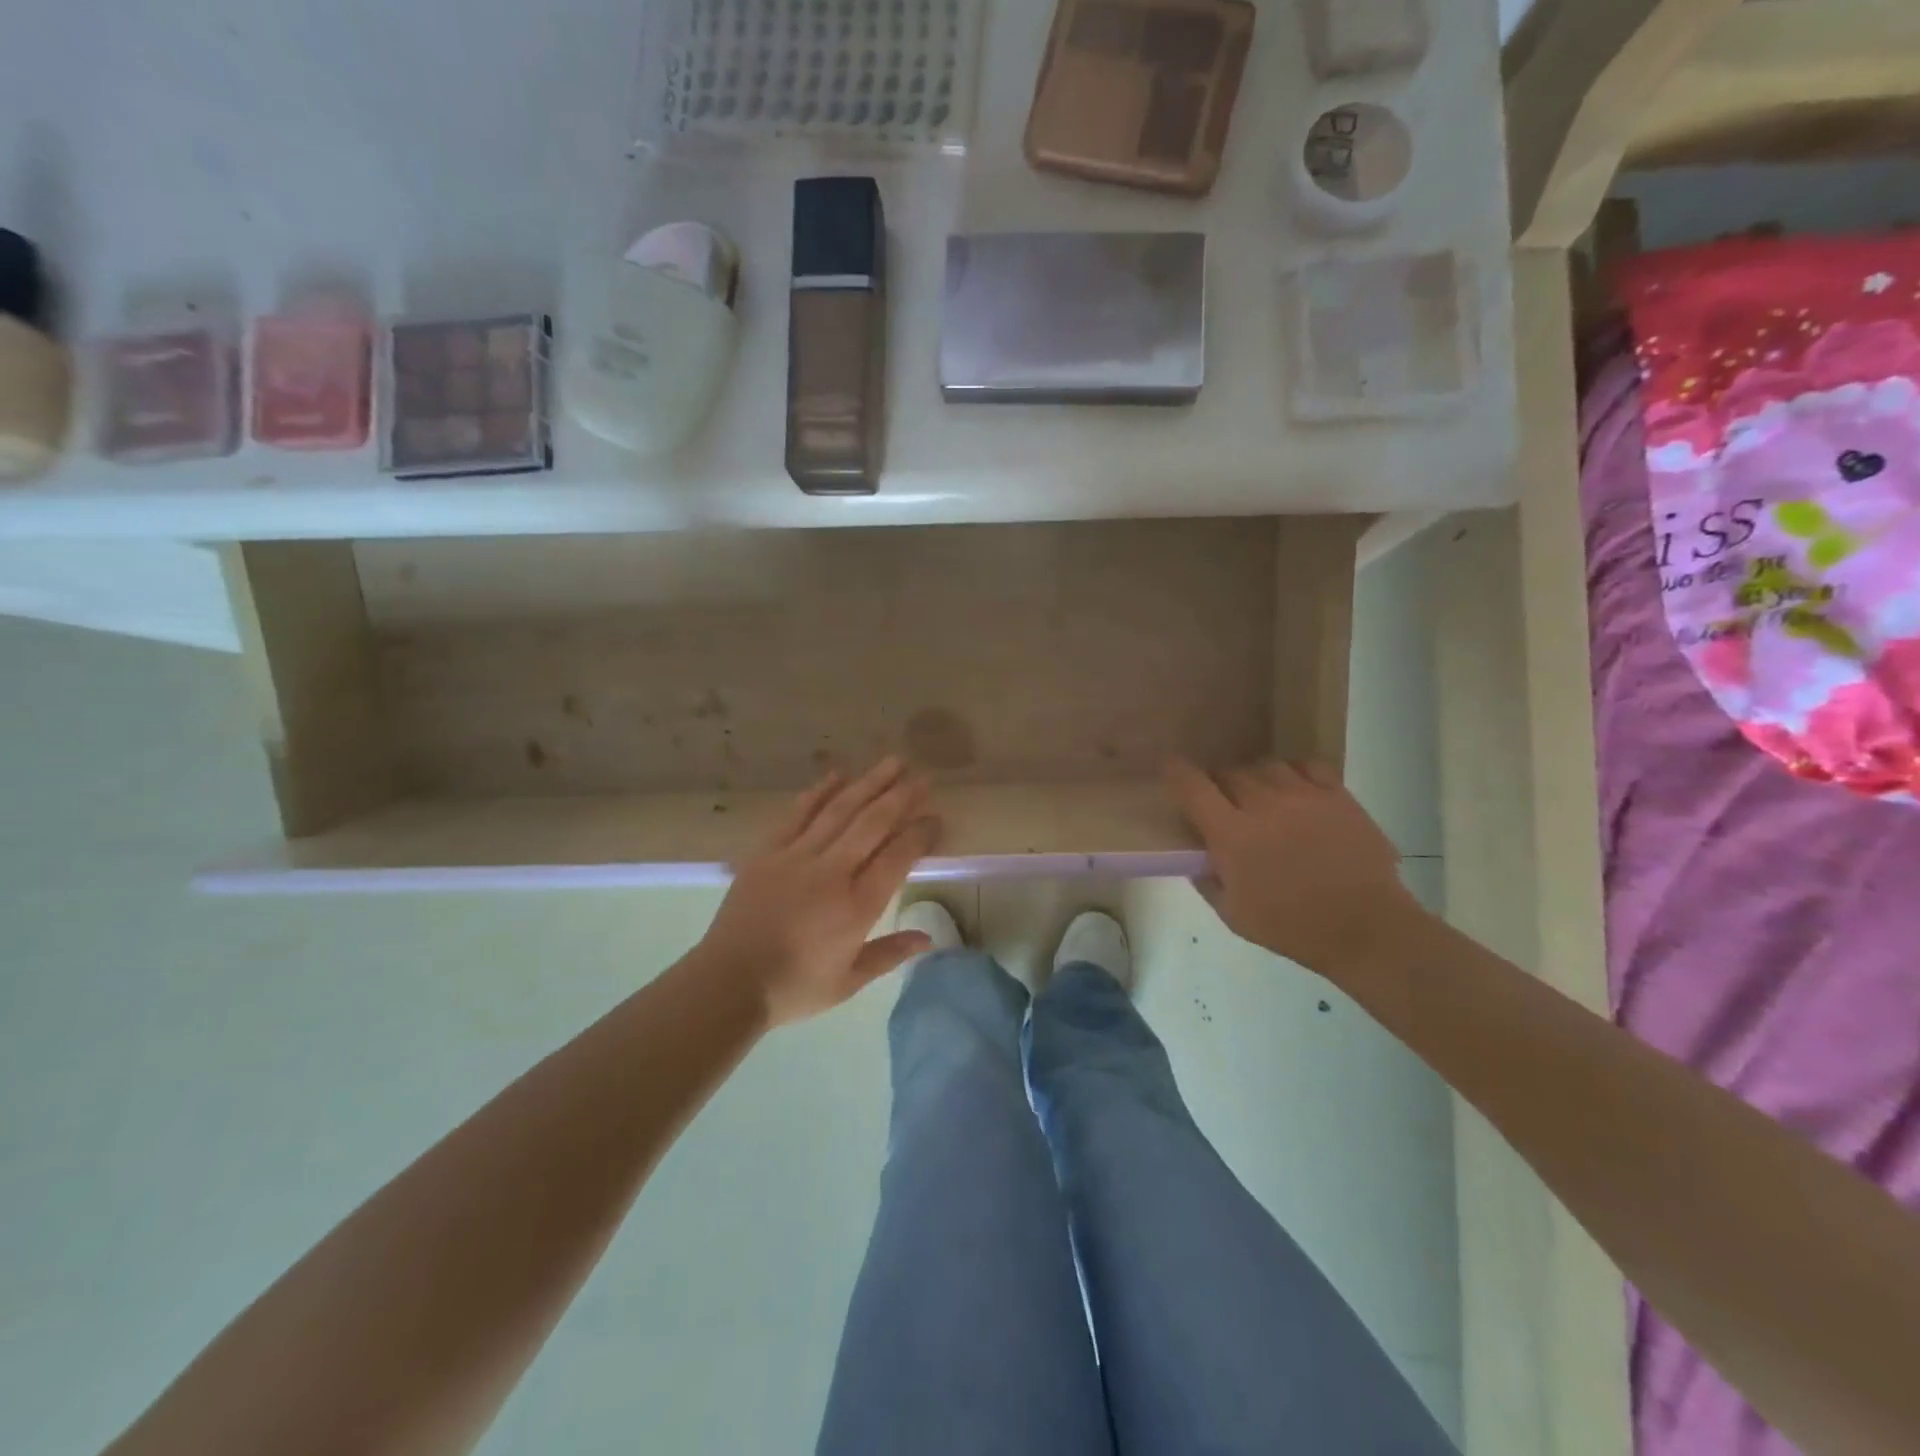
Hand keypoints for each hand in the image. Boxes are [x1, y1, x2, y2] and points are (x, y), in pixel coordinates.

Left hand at [698, 759, 942, 1025]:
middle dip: (900, 797)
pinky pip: (798, 814)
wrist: (728, 983)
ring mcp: (797, 857)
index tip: (935, 817)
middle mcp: (832, 873)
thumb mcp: (848, 981)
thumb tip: (928, 939)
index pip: (897, 858)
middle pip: (873, 824)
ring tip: (892, 762)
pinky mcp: (768, 852)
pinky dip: (819, 792)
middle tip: (922, 776)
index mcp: (856, 907)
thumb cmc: (793, 988)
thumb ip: (889, 954)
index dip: (919, 834)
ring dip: (868, 783)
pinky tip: (838, 774)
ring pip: (840, 810)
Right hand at [1166, 759, 1427, 981]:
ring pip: (1265, 766)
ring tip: (1260, 795)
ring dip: (1254, 778)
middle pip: (1229, 772)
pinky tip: (1294, 791)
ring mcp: (1304, 796)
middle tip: (1222, 802)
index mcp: (1232, 835)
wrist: (1366, 929)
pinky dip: (1292, 773)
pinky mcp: (1337, 795)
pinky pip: (1306, 766)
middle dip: (1219, 783)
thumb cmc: (1292, 928)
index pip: (1193, 788)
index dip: (1176, 773)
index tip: (1170, 768)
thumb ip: (1207, 879)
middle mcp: (1264, 805)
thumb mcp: (1233, 915)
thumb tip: (1196, 855)